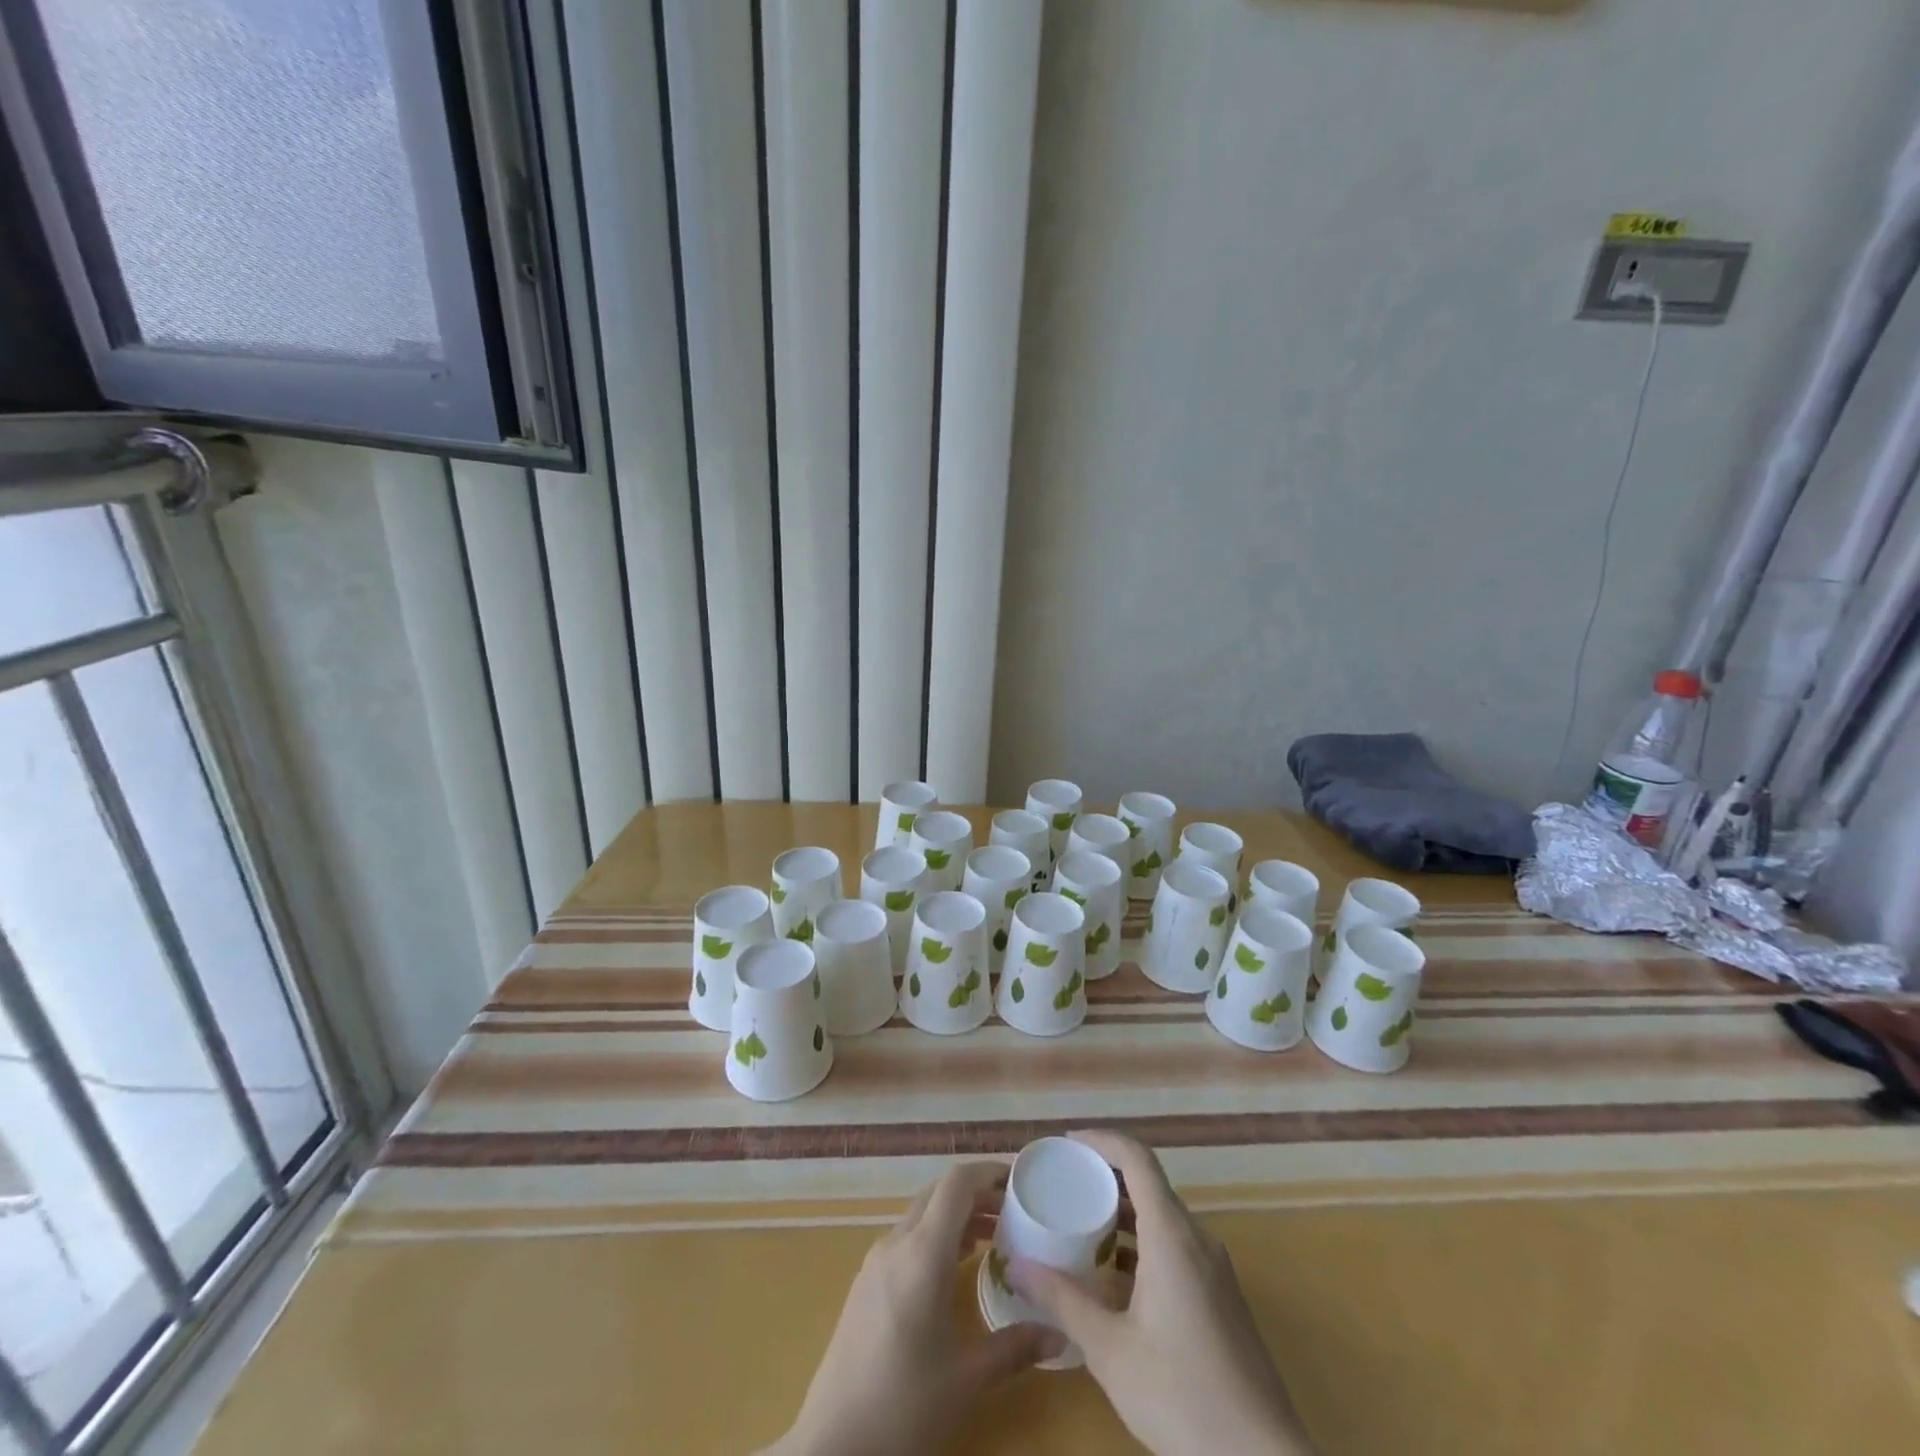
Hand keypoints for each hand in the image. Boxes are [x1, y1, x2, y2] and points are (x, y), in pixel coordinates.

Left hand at [764, 1161, 1061, 1455]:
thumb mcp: (967, 1380)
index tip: (1019, 1181)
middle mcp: (896, 1243)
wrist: (832, 1445)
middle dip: (976, 1194)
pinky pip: (906, 1239)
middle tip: (1013, 1212)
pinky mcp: (865, 1283)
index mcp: (922, 1252)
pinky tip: (953, 1270)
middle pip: (938, 1193)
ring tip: (992, 1238)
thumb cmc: (904, 1405)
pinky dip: (935, 1237)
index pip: (956, 1183)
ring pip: (921, 1215)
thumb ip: (1015, 1348)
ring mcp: (876, 1261)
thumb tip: (1059, 1332)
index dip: (988, 1172)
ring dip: (955, 1216)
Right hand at [1010, 1130, 1313, 1455]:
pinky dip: (1141, 1244)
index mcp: (1172, 1236)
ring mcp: (1214, 1269)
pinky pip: (1175, 1247)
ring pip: (1162, 1218)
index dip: (1102, 1140)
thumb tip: (1017, 1265)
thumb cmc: (1182, 1396)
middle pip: (1149, 1184)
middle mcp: (1197, 1239)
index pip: (1137, 1158)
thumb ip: (1063, 1301)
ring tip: (1080, 1228)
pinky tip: (1113, 1278)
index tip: (1066, 1145)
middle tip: (1063, 1187)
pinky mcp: (1221, 1297)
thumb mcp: (1110, 1350)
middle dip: (1105, 1178)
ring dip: (1122, 1214)